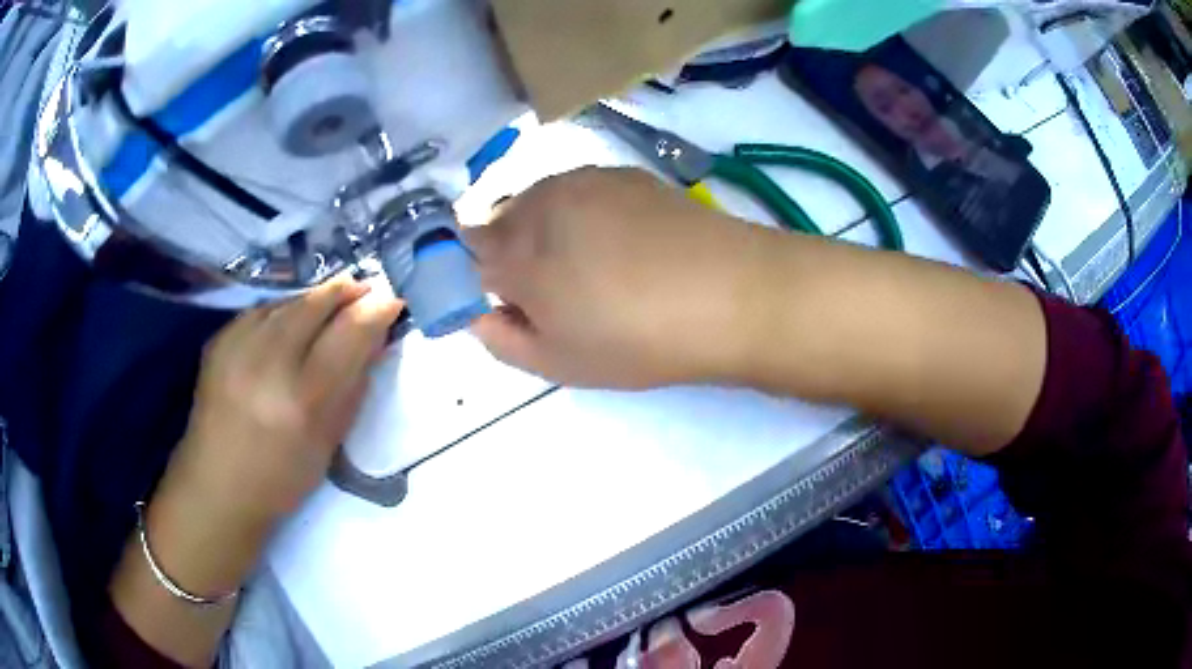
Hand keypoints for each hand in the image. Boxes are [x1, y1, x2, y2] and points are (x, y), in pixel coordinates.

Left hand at [111, 279, 401, 665]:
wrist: (217, 486)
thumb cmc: (281, 478)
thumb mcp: (329, 442)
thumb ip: (354, 385)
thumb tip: (375, 338)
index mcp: (303, 399)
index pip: (349, 333)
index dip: (375, 309)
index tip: (392, 299)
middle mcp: (267, 362)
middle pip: (315, 304)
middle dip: (345, 292)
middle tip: (364, 291)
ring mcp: (237, 347)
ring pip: (287, 301)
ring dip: (314, 299)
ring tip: (329, 306)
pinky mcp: (217, 341)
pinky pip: (260, 311)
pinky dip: (282, 310)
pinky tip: (289, 322)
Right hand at [465, 167, 775, 388]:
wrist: (729, 293)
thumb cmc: (638, 340)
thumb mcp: (559, 362)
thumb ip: (501, 339)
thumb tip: (479, 313)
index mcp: (515, 254)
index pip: (463, 254)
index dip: (474, 276)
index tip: (501, 299)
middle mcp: (539, 204)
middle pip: (498, 222)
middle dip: (508, 252)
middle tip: (549, 289)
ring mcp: (582, 180)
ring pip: (537, 201)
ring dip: (543, 228)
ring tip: (588, 263)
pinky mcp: (620, 173)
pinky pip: (577, 190)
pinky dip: (579, 212)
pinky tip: (619, 240)